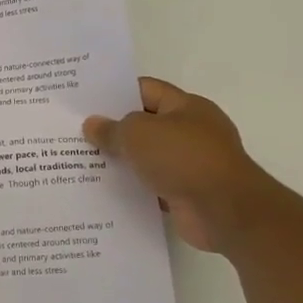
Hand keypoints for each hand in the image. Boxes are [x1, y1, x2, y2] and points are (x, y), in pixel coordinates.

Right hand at [83, 78, 273, 253]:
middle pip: (146, 124)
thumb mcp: (138, 134)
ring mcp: (192, 164)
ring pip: (148, 157)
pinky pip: (153, 186)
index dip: (116, 93)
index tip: (87, 102)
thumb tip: (92, 125)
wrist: (225, 212)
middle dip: (115, 129)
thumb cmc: (183, 159)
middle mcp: (192, 131)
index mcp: (187, 106)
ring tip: (84, 162)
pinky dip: (134, 188)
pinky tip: (105, 191)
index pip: (146, 90)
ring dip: (123, 162)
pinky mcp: (188, 193)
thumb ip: (112, 129)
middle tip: (78, 133)